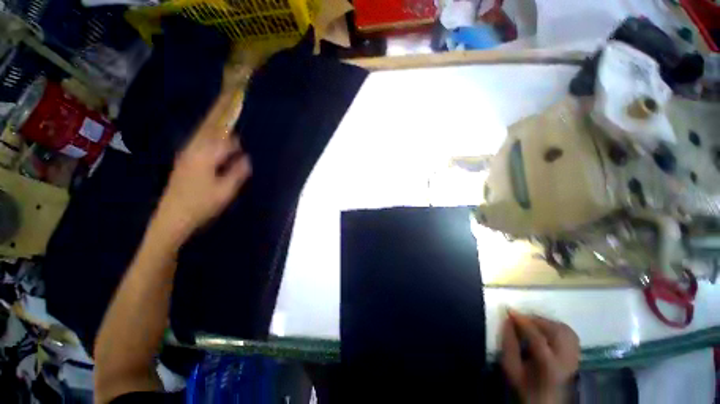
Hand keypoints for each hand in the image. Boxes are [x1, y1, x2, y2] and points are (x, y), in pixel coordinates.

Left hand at [155, 134, 251, 242]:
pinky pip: (195, 144)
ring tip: (226, 137)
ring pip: (200, 137)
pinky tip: (211, 147)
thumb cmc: (203, 204)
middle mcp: (193, 152)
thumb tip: (246, 159)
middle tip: (236, 136)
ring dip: (214, 134)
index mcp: (205, 158)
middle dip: (223, 132)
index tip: (245, 148)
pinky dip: (205, 140)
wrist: (173, 217)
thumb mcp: (226, 191)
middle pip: (209, 134)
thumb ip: (238, 172)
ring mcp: (184, 156)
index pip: (224, 142)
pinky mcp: (181, 162)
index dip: (236, 143)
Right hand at [501, 311, 579, 403]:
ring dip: (546, 321)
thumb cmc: (525, 385)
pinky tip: (545, 329)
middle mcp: (566, 361)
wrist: (545, 401)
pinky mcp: (576, 355)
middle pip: (555, 331)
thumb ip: (508, 344)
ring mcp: (574, 357)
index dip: (523, 321)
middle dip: (535, 319)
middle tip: (520, 317)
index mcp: (549, 367)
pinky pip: (570, 333)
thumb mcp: (511, 368)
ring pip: (564, 330)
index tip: (509, 311)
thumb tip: (507, 321)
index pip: (537, 338)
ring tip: (531, 322)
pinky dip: (556, 326)